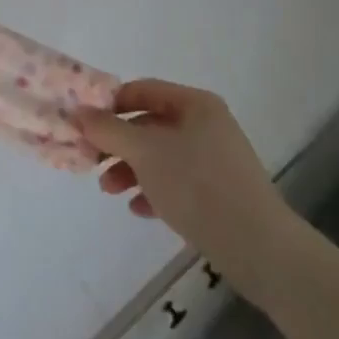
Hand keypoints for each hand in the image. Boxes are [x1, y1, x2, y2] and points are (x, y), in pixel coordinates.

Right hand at [74, 80, 296, 269]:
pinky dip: (154, 190)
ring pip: (161, 156)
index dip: (111, 104)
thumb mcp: (145, 152)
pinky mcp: (220, 194)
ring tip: (110, 191)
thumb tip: (78, 112)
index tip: (85, 125)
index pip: (143, 90)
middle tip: (91, 161)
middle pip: (150, 124)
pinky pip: (177, 183)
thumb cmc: (198, 186)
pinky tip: (138, 209)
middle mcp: (206, 125)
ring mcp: (215, 160)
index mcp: (195, 104)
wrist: (260, 249)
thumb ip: (109, 130)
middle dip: (118, 143)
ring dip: (131, 169)